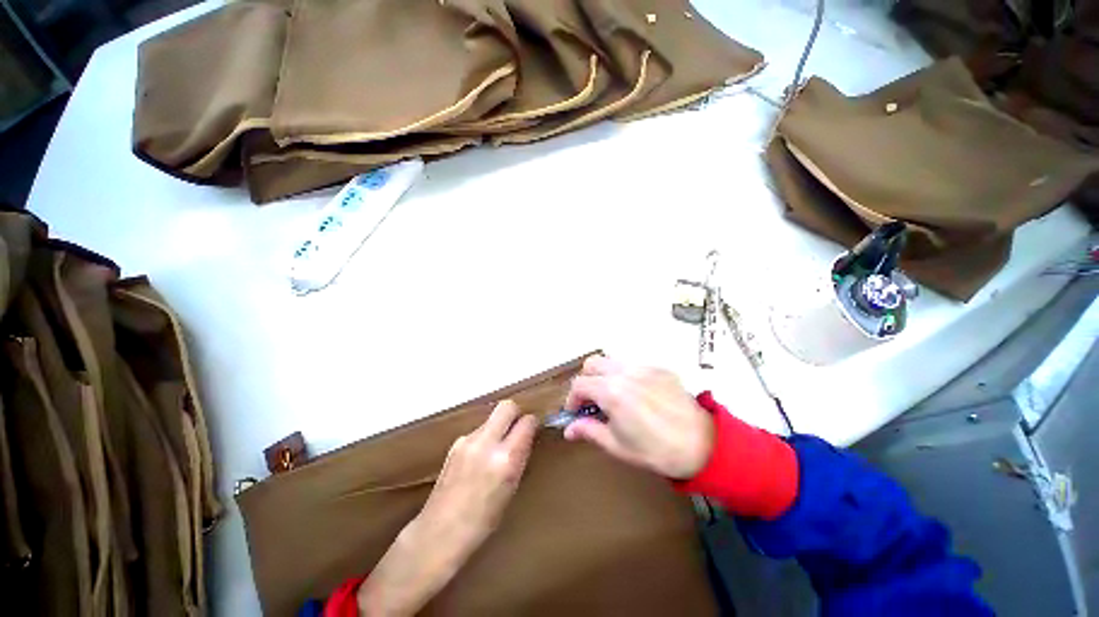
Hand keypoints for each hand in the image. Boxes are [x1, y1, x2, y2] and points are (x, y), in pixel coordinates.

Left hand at [357, 401, 536, 615]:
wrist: (438, 533)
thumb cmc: (483, 522)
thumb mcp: (511, 489)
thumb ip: (519, 457)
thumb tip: (527, 437)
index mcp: (505, 460)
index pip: (526, 422)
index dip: (532, 423)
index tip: (534, 429)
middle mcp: (486, 443)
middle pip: (507, 406)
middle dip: (516, 412)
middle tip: (518, 428)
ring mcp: (467, 441)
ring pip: (492, 417)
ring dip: (500, 425)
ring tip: (498, 448)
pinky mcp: (455, 443)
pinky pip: (478, 430)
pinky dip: (485, 436)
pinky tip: (480, 457)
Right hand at [563, 355, 712, 478]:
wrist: (702, 445)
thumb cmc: (655, 450)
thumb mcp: (617, 445)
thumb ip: (589, 431)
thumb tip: (568, 429)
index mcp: (611, 391)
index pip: (579, 384)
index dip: (572, 399)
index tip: (575, 413)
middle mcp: (624, 372)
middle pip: (592, 364)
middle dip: (586, 380)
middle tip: (591, 401)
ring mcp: (643, 367)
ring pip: (612, 361)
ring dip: (604, 375)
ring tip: (613, 397)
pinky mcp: (659, 368)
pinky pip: (633, 366)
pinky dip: (625, 376)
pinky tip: (637, 396)